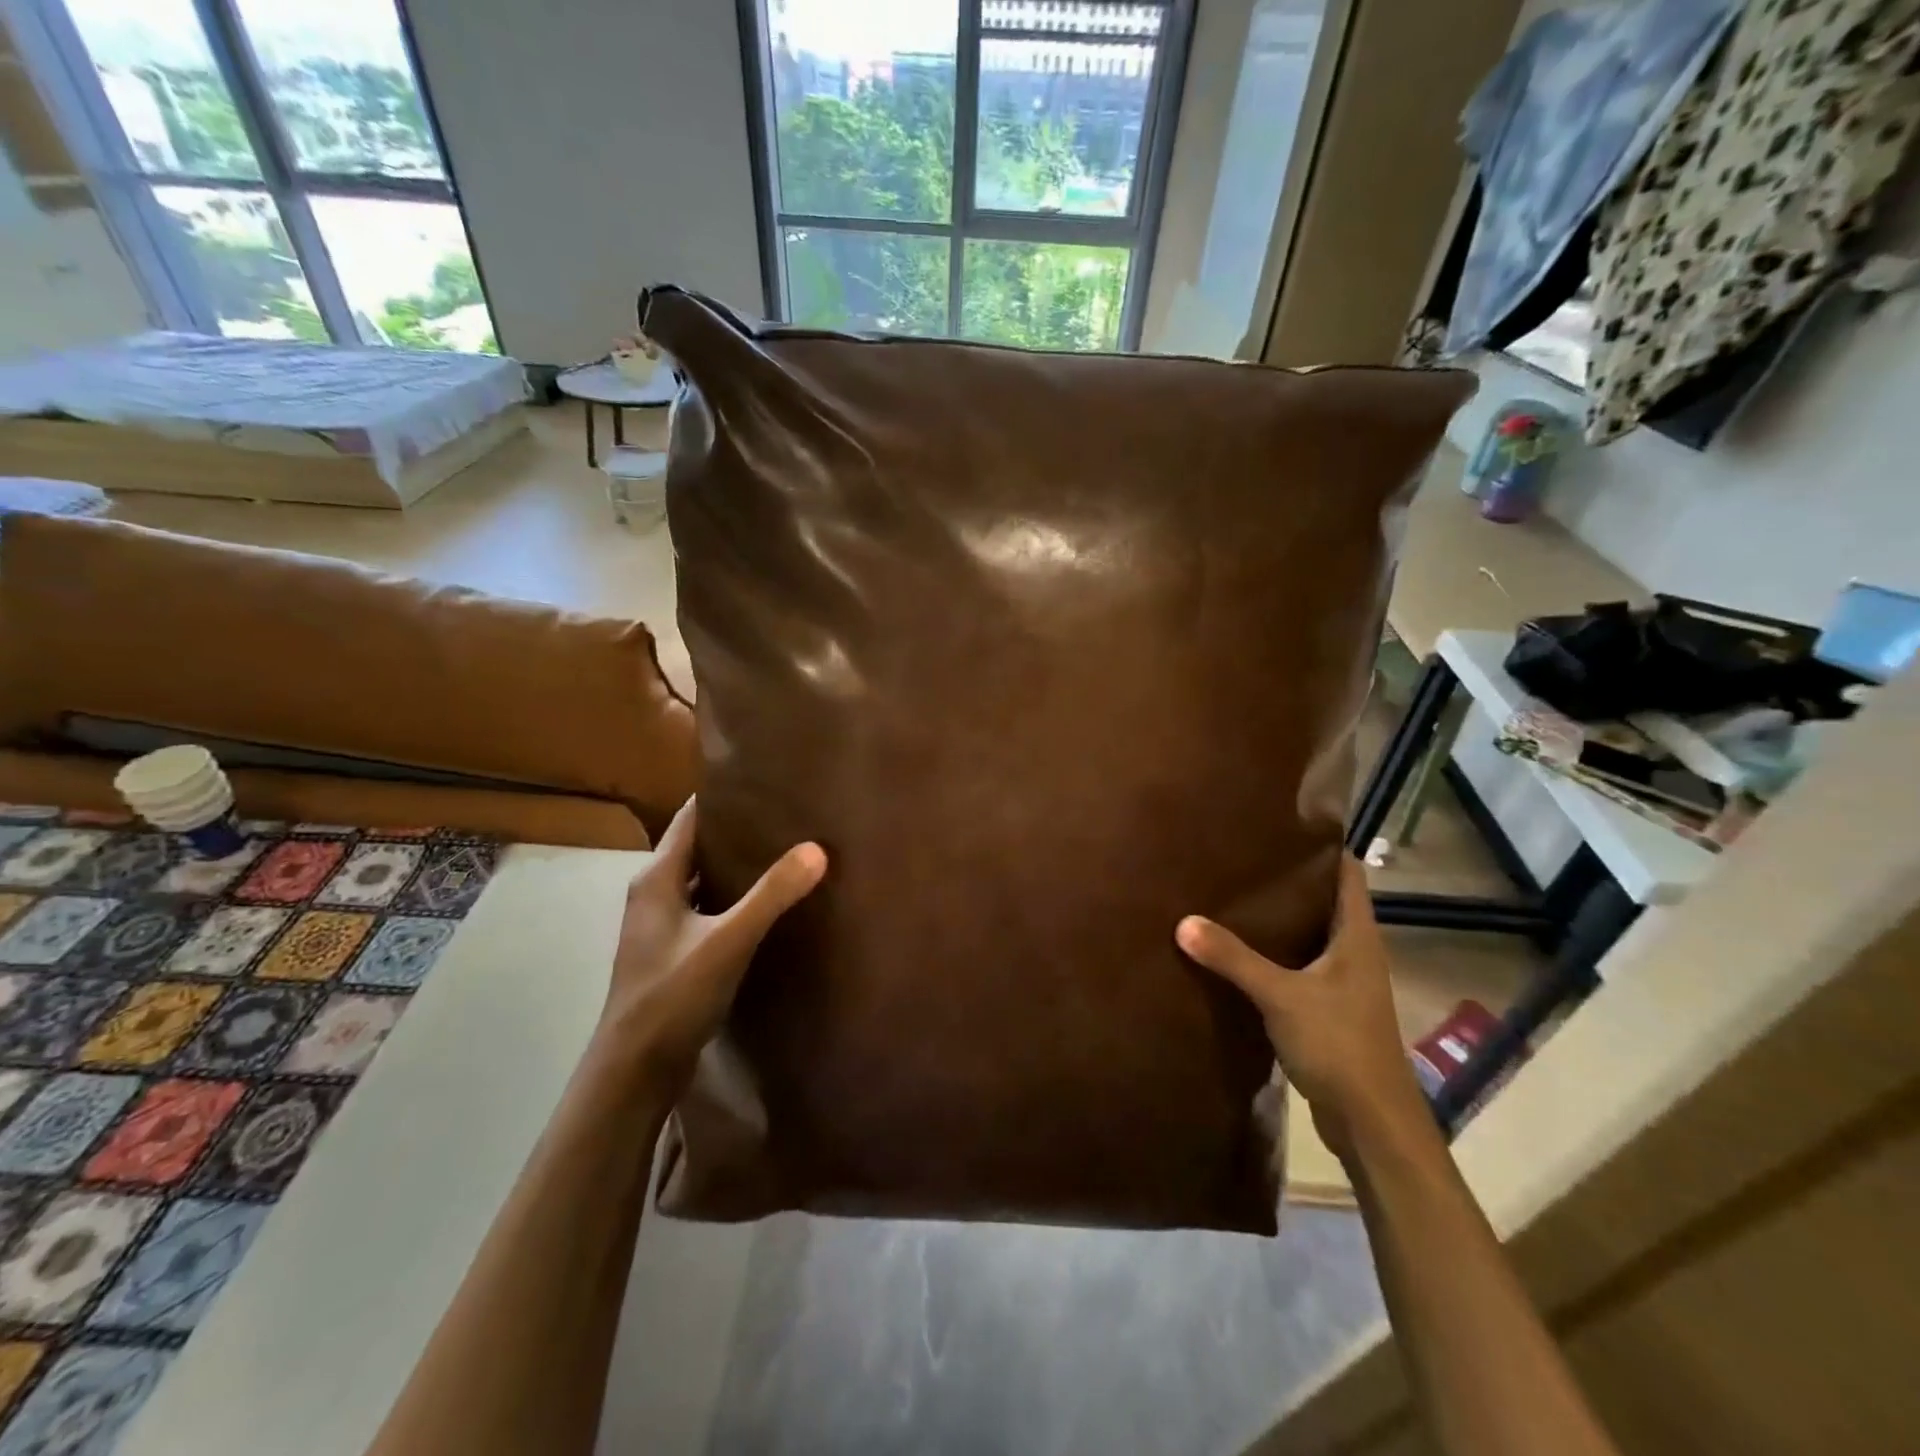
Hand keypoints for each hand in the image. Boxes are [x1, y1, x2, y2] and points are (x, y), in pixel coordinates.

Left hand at [598, 798, 825, 1088]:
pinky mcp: (672, 951)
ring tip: (783, 851)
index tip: (763, 780)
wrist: (634, 1069)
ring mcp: (660, 925)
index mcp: (656, 878)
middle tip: (786, 814)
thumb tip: (817, 848)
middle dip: (736, 829)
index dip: (722, 796)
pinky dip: (732, 898)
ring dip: (735, 866)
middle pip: (696, 846)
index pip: (689, 817)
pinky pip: (706, 908)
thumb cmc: (673, 995)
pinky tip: (766, 905)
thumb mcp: (728, 940)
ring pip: (702, 880)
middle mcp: (653, 893)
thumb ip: (771, 894)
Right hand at [1177, 856, 1428, 1161]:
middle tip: (1241, 858)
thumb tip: (1183, 921)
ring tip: (1232, 897)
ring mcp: (1343, 983)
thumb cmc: (1340, 1045)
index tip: (1279, 827)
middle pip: (1324, 901)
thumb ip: (1233, 958)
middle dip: (1288, 881)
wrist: (1372, 1123)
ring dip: (1279, 920)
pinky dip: (1273, 955)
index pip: (1346, 873)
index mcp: (1356, 936)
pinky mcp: (1328, 1010)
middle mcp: (1354, 952)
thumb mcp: (1281, 996)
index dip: (1321, 847)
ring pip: (1309, 936)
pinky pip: (1298, 968)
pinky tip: (1238, 953)